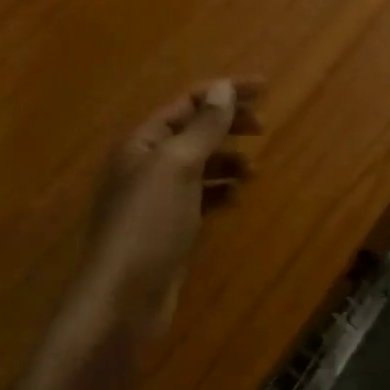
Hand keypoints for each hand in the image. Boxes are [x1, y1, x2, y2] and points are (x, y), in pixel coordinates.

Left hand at [77, 78, 262, 339]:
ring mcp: (156, 197)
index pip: (188, 102)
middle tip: (262, 127)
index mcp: (143, 141)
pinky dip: (220, 190)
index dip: (226, 91)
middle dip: (228, 123)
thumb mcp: (179, 166)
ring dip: (227, 158)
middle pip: (194, 129)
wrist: (123, 301)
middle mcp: (147, 163)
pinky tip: (236, 198)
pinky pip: (200, 195)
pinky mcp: (168, 227)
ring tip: (253, 168)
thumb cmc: (149, 224)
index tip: (266, 88)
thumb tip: (222, 87)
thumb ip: (203, 127)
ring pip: (199, 163)